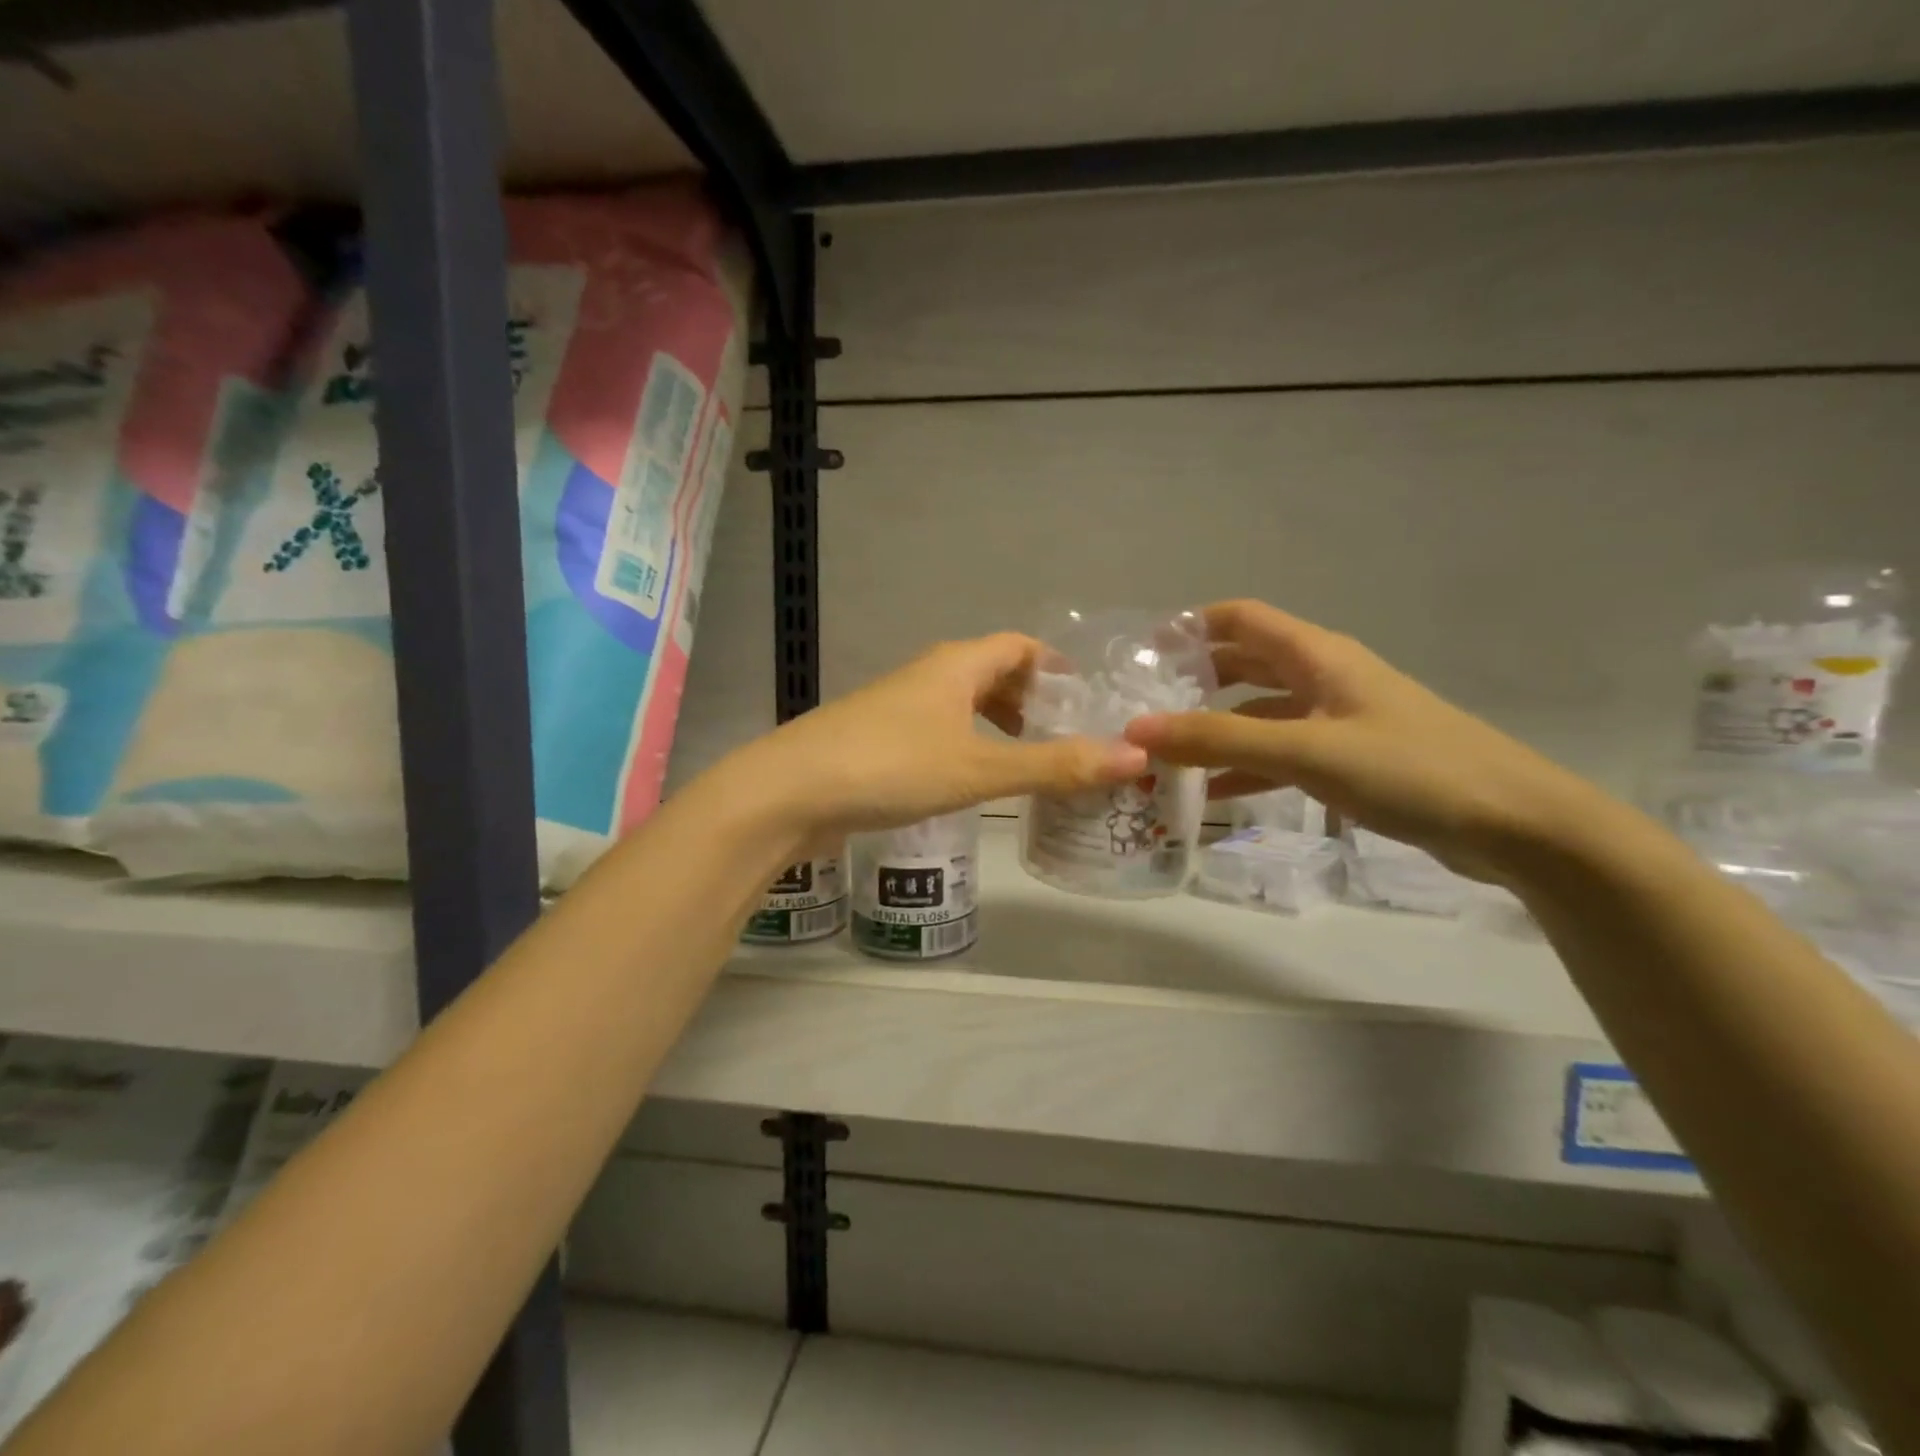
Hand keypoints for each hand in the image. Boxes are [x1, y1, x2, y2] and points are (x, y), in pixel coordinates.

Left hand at [727, 634, 1149, 840]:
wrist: (790, 793)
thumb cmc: (891, 767)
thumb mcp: (980, 768)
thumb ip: (1055, 765)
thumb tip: (1136, 757)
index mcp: (955, 665)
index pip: (1018, 646)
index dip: (1055, 667)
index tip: (1088, 699)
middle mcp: (927, 677)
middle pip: (991, 673)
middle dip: (1030, 700)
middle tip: (1066, 737)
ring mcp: (898, 709)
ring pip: (961, 705)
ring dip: (997, 726)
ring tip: (1028, 763)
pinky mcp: (878, 742)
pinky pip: (938, 733)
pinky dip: (967, 747)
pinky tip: (972, 783)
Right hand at [1123, 600, 1602, 879]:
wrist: (1515, 825)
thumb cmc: (1410, 769)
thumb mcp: (1306, 751)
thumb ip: (1219, 740)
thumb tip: (1136, 730)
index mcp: (1317, 656)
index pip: (1240, 619)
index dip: (1190, 626)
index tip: (1141, 653)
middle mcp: (1324, 678)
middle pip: (1245, 666)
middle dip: (1194, 682)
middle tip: (1143, 708)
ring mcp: (1338, 721)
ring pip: (1261, 714)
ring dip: (1216, 731)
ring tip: (1166, 755)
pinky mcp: (1350, 761)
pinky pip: (1283, 755)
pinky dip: (1247, 769)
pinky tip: (1215, 795)